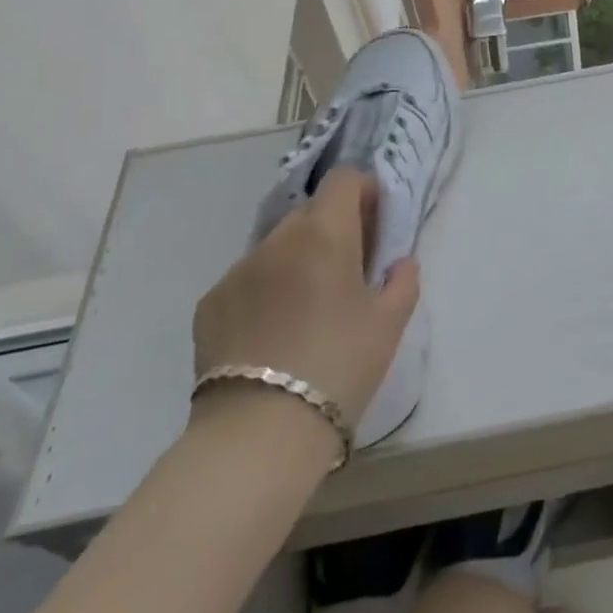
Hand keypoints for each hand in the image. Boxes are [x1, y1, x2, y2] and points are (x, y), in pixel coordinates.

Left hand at [191, 168, 419, 430]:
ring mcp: (237, 270)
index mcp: (325, 234)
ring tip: (306, 310)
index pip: (344, 179)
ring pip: (277, 247)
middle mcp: (277, 239)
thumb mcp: (390, 323)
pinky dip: (265, 291)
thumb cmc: (339, 366)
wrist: (259, 433)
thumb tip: (399, 262)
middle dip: (333, 230)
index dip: (364, 191)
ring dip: (297, 261)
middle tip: (347, 272)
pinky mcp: (209, 303)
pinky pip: (247, 280)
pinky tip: (271, 335)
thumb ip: (403, 280)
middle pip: (311, 212)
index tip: (375, 224)